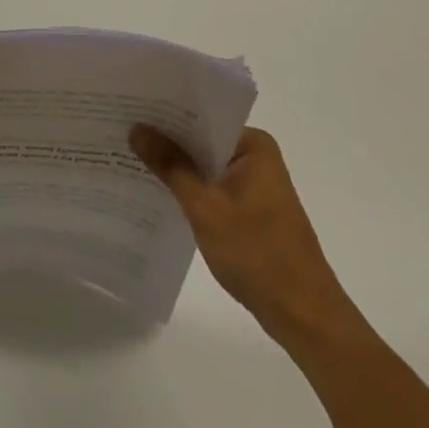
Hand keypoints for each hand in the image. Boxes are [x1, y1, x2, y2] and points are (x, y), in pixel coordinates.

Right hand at [130, 124, 352, 341]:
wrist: (305, 318)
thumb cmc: (258, 255)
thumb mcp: (205, 208)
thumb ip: (170, 165)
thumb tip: (136, 128)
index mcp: (254, 145)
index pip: (202, 116)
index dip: (166, 114)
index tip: (130, 109)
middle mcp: (257, 157)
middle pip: (203, 140)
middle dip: (167, 141)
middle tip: (123, 132)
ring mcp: (256, 185)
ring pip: (206, 166)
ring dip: (177, 167)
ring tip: (131, 157)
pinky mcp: (252, 210)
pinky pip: (213, 187)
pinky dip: (191, 190)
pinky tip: (158, 193)